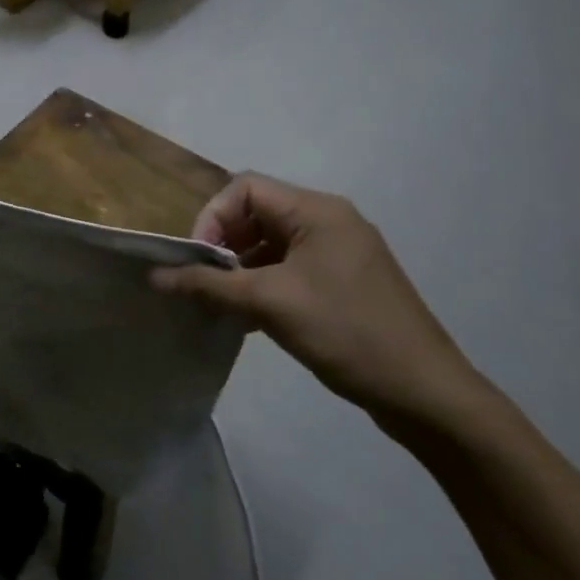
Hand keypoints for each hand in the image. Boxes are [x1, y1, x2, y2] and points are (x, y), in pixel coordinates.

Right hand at [152, 174, 485, 425]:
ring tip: (221, 304)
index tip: (197, 261)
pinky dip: (263, 285)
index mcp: (317, 211)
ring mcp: (339, 253)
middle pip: (257, 214)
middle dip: (223, 245)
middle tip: (204, 284)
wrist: (423, 391)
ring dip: (241, 269)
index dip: (212, 217)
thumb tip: (156, 276)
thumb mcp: (270, 304)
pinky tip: (248, 319)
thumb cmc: (345, 332)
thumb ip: (209, 285)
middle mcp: (329, 221)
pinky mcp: (343, 283)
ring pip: (272, 245)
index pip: (246, 188)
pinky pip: (290, 269)